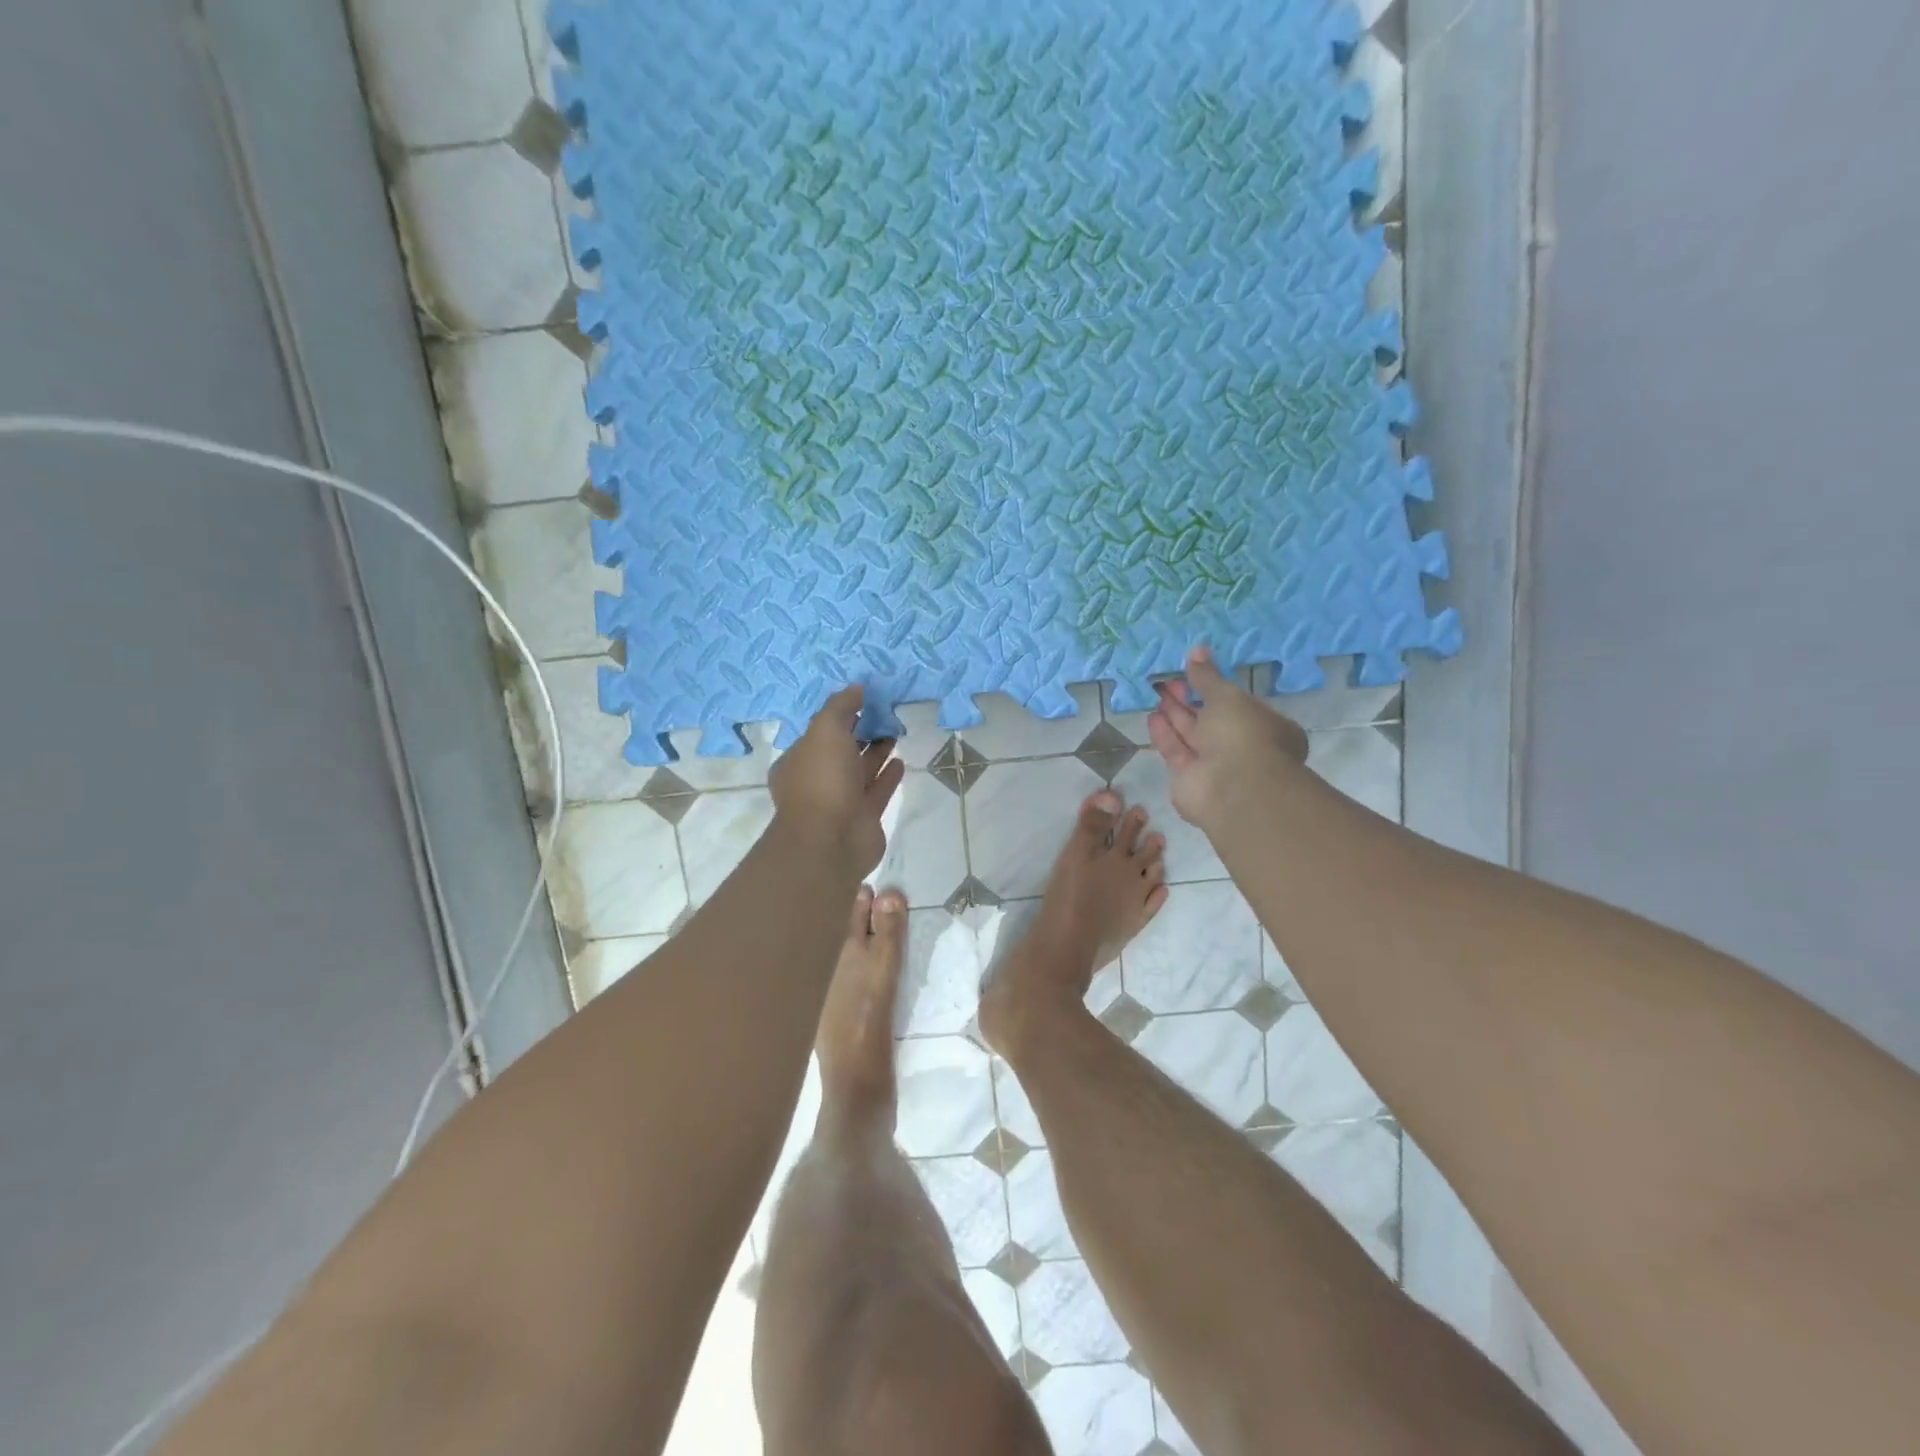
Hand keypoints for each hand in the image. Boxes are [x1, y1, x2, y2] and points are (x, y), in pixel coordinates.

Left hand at [770, 684, 905, 875]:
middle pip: (841, 752)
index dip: (839, 717)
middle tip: (886, 714)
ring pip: (861, 771)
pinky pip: (877, 791)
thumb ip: (841, 706)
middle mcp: (816, 782)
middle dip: (860, 733)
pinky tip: (901, 761)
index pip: (818, 733)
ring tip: (896, 732)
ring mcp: (840, 802)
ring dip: (877, 753)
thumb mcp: (825, 730)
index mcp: (797, 761)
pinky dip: (888, 776)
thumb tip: (857, 687)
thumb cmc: (822, 780)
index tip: (863, 701)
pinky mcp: (864, 818)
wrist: (832, 840)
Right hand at [1147, 646, 1308, 828]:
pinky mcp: (1189, 780)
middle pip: (1210, 719)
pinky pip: (1176, 751)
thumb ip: (1207, 676)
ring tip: (1157, 693)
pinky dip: (1165, 734)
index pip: (1238, 704)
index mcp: (1264, 725)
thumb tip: (1197, 650)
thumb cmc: (1242, 734)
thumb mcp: (1226, 695)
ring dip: (1175, 715)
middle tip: (1168, 680)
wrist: (1234, 788)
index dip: (1214, 688)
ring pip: (1191, 735)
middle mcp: (1240, 746)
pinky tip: (1153, 716)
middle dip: (1189, 699)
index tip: (1192, 672)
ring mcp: (1215, 766)